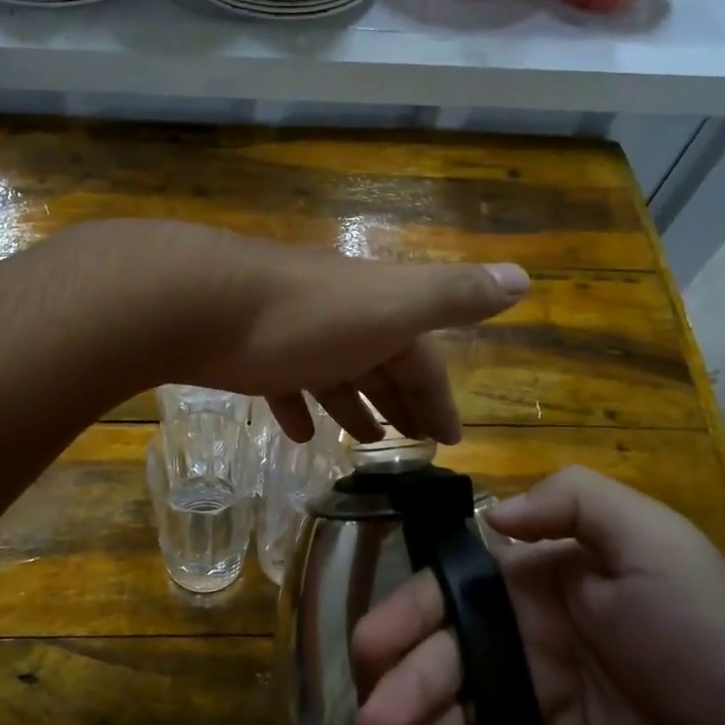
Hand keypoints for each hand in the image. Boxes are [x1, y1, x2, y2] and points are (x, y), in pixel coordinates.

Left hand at [71, 220, 529, 443]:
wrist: (200, 301)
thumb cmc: (305, 315)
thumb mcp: (392, 305)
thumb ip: (454, 295)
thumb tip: (524, 278)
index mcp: (379, 310)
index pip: (422, 359)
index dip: (439, 397)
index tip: (450, 440)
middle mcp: (340, 316)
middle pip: (381, 364)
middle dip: (400, 402)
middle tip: (413, 446)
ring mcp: (293, 332)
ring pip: (335, 372)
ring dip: (353, 404)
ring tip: (364, 442)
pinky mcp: (250, 352)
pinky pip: (285, 382)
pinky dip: (299, 405)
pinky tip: (300, 433)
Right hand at [348, 466, 724, 724]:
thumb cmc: (709, 641)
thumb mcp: (655, 542)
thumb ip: (574, 503)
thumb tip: (491, 515)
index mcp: (538, 580)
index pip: (451, 590)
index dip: (405, 615)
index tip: (370, 649)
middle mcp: (524, 635)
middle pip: (440, 655)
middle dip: (399, 686)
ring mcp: (533, 701)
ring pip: (451, 711)